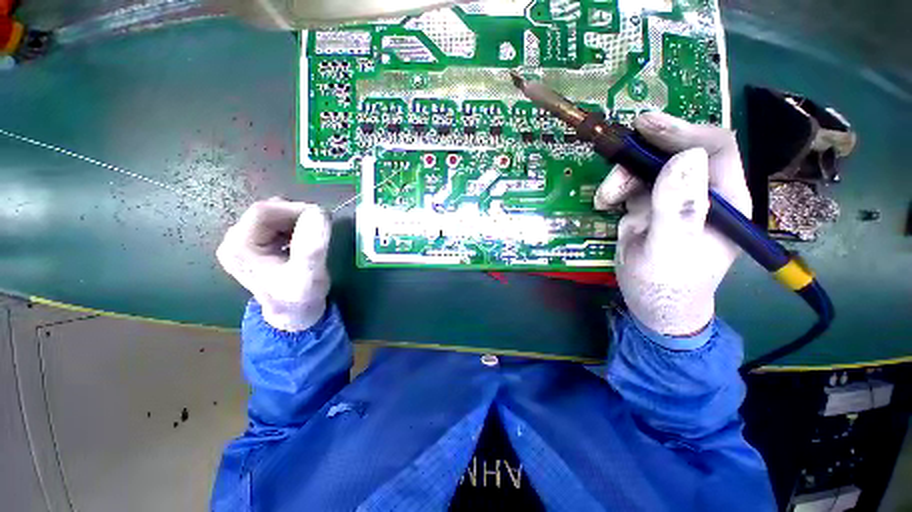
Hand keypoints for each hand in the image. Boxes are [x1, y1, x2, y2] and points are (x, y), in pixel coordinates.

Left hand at [217, 198, 330, 331]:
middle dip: (297, 214)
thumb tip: (318, 212)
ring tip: (314, 234)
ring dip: (297, 219)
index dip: (295, 208)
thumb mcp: (309, 275)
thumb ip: (312, 247)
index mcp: (239, 248)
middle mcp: (234, 241)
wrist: (293, 315)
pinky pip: (275, 224)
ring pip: (272, 215)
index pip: (264, 212)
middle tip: (322, 226)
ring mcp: (243, 242)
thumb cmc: (300, 298)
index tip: (323, 217)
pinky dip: (294, 225)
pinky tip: (304, 239)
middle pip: (266, 211)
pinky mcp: (254, 244)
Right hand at [595, 112, 751, 336]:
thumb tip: (683, 157)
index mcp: (725, 200)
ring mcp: (674, 197)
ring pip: (648, 166)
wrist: (651, 304)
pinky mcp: (650, 205)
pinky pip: (632, 183)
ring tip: (605, 198)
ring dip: (622, 175)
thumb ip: (678, 209)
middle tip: (615, 156)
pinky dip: (615, 188)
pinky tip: (604, 203)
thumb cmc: (666, 285)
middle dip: (642, 154)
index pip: (715, 149)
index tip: (646, 126)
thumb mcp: (669, 251)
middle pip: (676, 152)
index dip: (683, 132)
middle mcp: (702, 192)